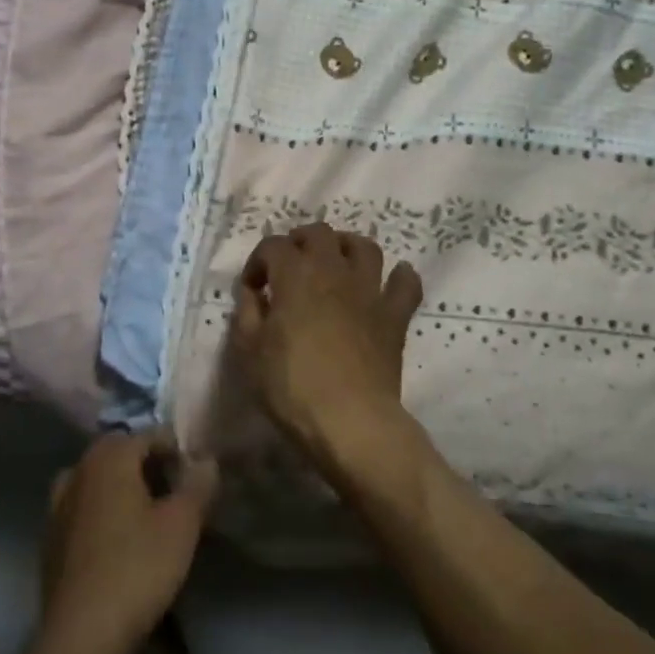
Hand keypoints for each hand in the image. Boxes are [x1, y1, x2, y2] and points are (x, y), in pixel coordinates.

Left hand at [39, 431, 217, 653]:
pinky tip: (120, 542)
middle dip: (148, 465)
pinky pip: (83, 510)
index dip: (176, 449)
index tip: (196, 475)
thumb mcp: (182, 524)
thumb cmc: (138, 568)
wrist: (82, 636)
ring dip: (122, 488)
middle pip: (119, 454)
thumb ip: (197, 485)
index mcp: (109, 457)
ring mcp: (58, 506)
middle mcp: (78, 471)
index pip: (148, 435)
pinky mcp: (50, 540)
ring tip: (148, 516)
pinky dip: (102, 513)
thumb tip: (206, 459)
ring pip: (98, 481)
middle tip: (175, 493)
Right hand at [228, 223, 422, 465]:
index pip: (273, 246)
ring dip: (347, 247)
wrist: (350, 419)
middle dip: (300, 242)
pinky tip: (393, 280)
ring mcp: (369, 290)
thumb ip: (248, 313)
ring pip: (364, 247)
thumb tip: (254, 292)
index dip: (258, 261)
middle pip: (319, 233)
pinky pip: (406, 284)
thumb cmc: (291, 386)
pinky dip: (400, 277)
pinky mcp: (394, 315)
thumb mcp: (249, 352)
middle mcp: (333, 271)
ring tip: (336, 263)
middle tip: (291, 266)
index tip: (253, 288)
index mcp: (295, 275)